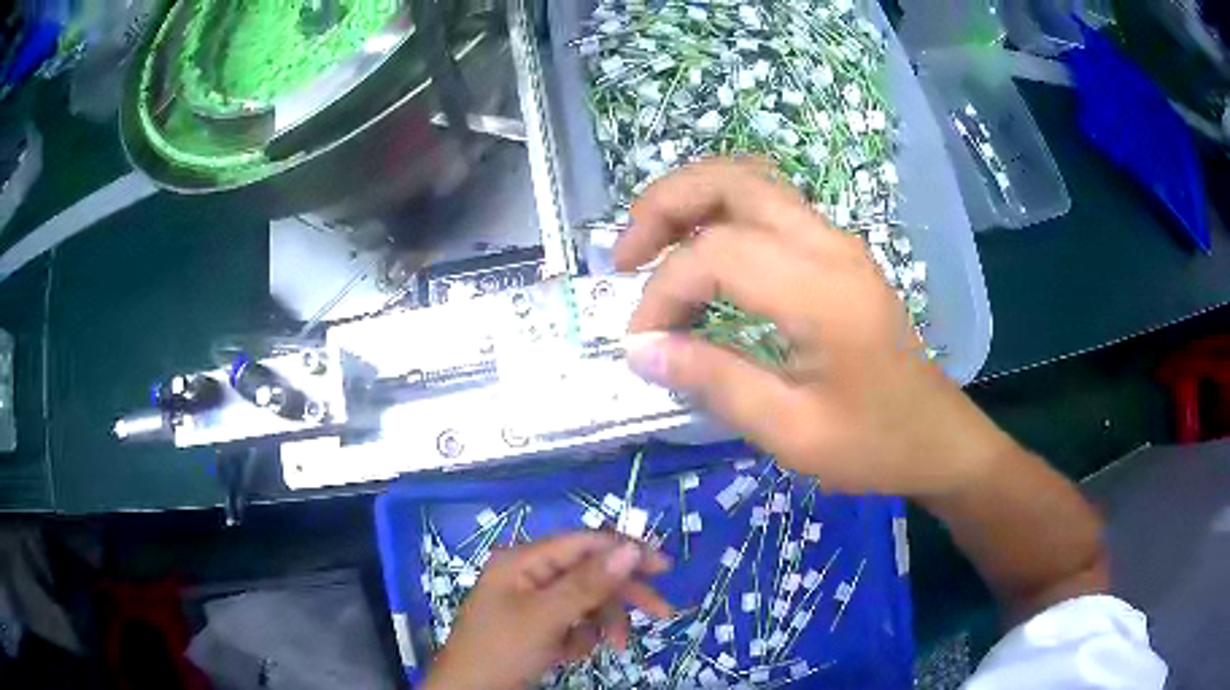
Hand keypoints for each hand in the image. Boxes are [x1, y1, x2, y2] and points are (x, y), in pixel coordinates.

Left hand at [424, 532, 671, 689]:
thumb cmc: (502, 651)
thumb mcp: (547, 617)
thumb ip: (589, 583)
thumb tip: (630, 547)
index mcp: (523, 561)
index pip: (583, 543)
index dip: (625, 551)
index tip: (664, 569)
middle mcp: (528, 575)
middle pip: (588, 573)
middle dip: (621, 595)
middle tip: (662, 614)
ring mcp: (531, 602)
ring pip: (585, 601)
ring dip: (602, 623)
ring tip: (612, 648)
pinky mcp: (535, 627)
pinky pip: (572, 623)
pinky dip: (581, 637)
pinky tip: (571, 655)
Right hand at [618, 158, 1014, 496]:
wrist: (936, 437)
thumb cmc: (873, 444)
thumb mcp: (790, 431)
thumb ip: (714, 381)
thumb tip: (641, 350)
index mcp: (821, 291)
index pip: (715, 255)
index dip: (662, 293)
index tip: (642, 343)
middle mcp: (829, 246)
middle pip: (732, 179)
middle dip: (664, 204)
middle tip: (625, 255)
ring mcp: (837, 242)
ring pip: (751, 181)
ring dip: (691, 200)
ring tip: (652, 247)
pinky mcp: (838, 252)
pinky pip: (769, 206)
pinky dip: (721, 214)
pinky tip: (701, 254)